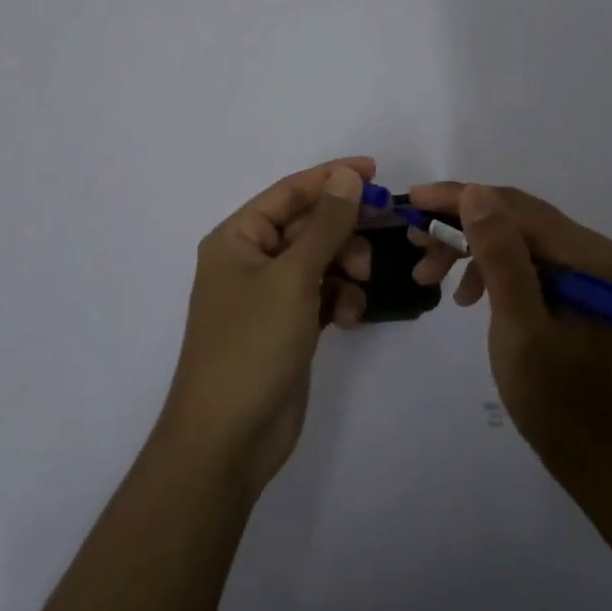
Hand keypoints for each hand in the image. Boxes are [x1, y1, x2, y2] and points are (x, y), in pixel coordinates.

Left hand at [161, 159, 375, 494]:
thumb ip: (325, 224)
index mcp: (237, 238)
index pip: (289, 192)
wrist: (228, 440)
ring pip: (320, 261)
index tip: (375, 171)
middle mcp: (250, 260)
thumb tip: (347, 176)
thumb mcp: (293, 277)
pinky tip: (352, 317)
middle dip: (344, 229)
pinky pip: (322, 295)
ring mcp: (269, 296)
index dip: (331, 178)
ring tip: (361, 283)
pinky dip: (340, 299)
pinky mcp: (287, 327)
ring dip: (346, 266)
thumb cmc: (252, 345)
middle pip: (307, 226)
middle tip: (383, 230)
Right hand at [408, 182, 611, 479]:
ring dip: (468, 249)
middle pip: (512, 216)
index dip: (458, 198)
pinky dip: (487, 270)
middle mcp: (587, 249)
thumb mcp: (520, 326)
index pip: (513, 206)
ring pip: (512, 236)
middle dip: (458, 224)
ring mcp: (581, 269)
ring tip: (427, 274)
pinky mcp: (571, 289)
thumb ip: (500, 256)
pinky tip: (465, 297)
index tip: (411, 201)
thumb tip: (474, 192)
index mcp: (584, 253)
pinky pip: (521, 261)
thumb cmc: (559, 398)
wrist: (604, 459)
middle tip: (414, 241)